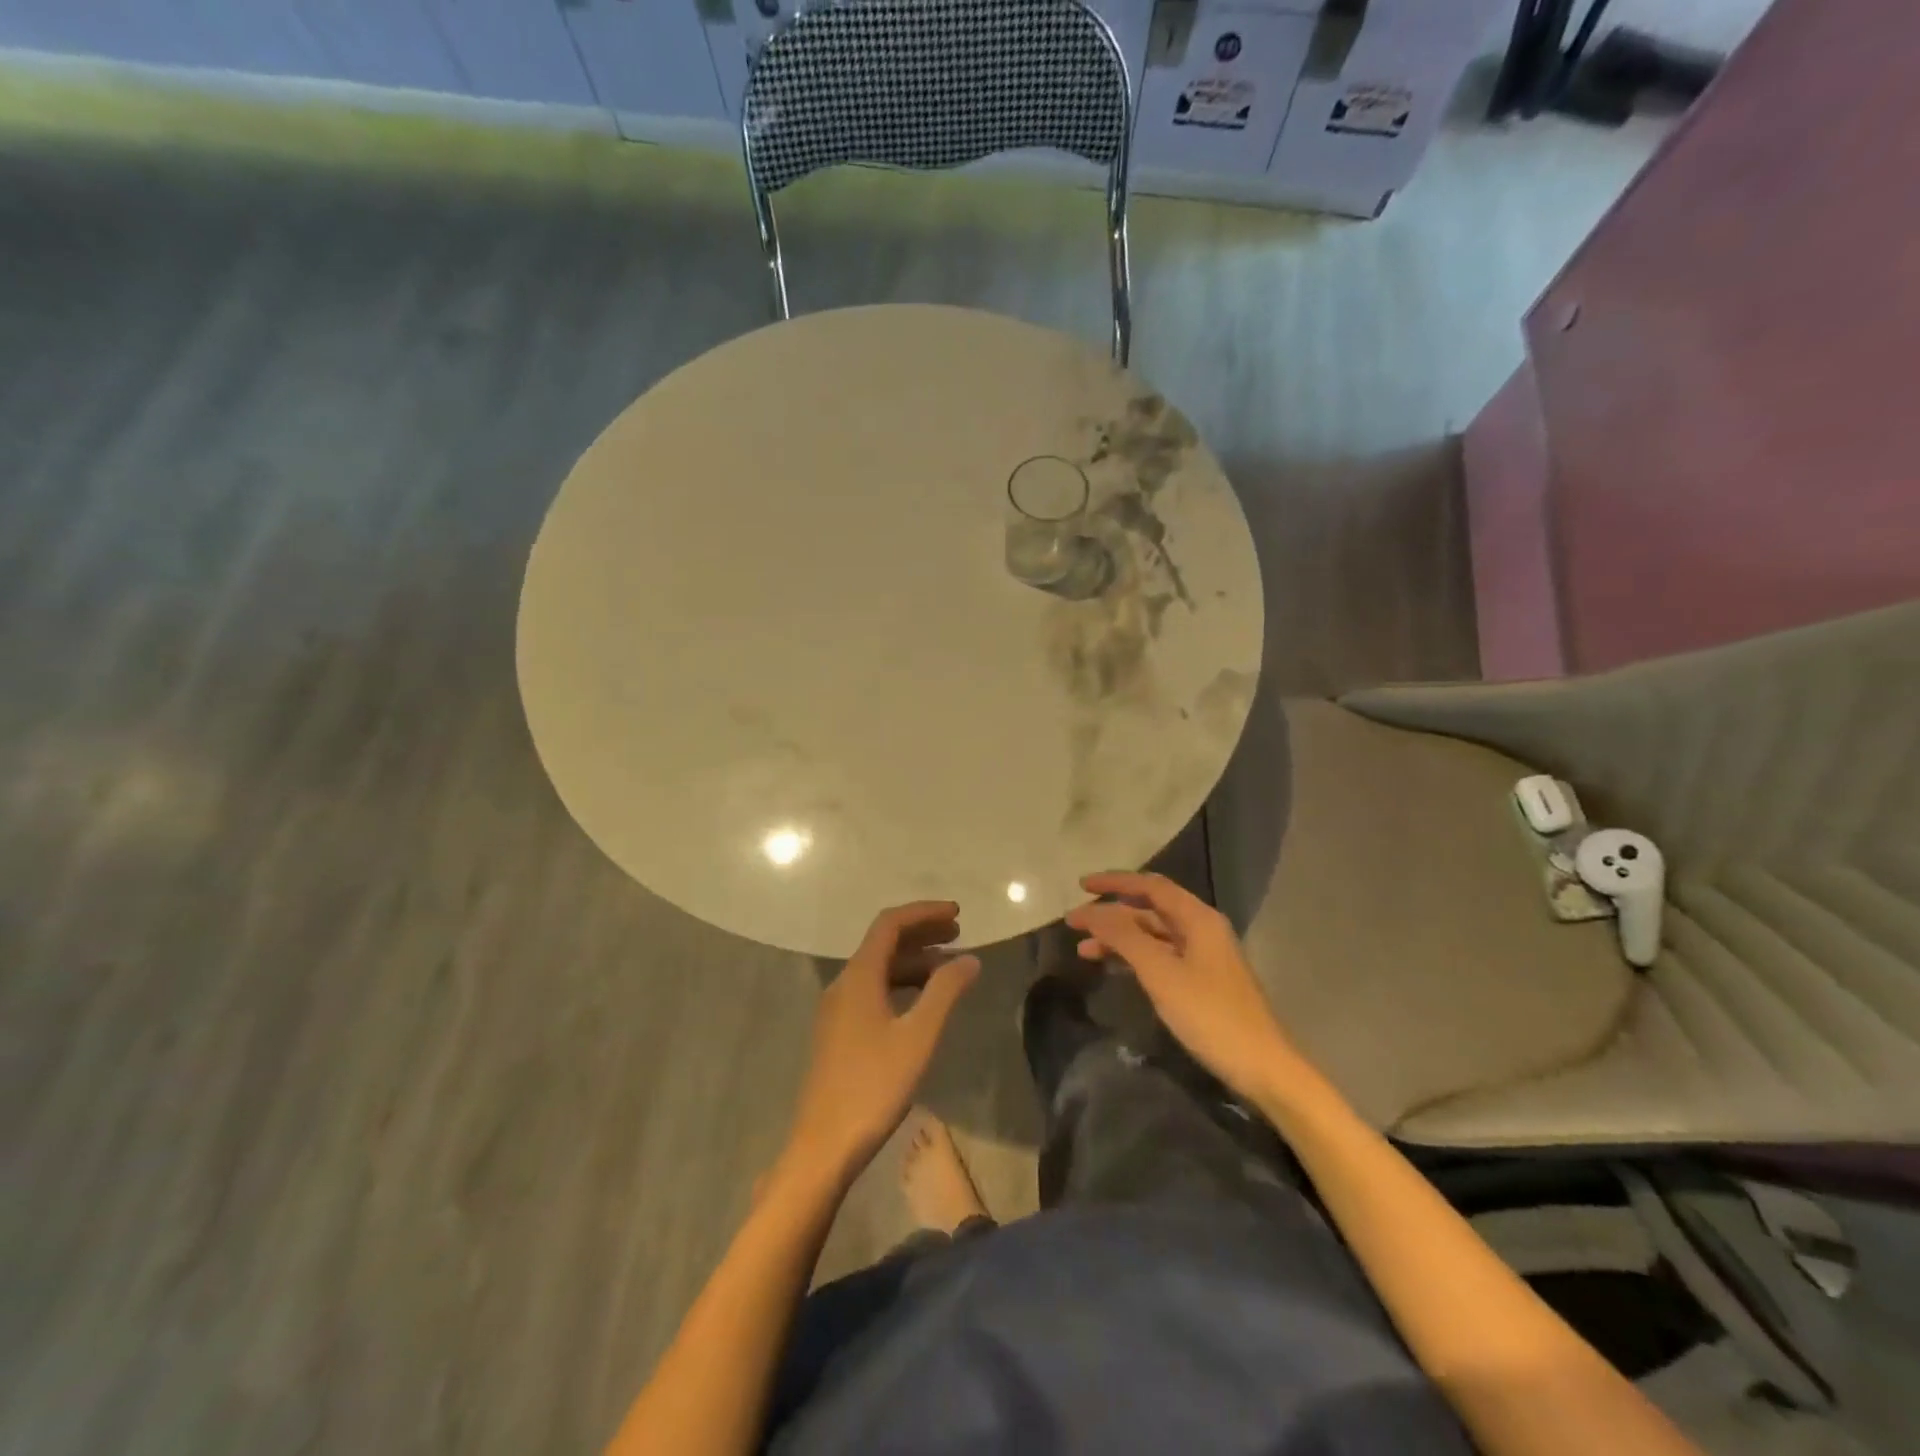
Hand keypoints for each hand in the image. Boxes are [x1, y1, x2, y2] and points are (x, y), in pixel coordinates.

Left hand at [784, 902, 979, 1183]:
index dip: (924, 913)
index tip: (958, 914)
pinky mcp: (839, 1031)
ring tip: (950, 968)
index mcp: (859, 976)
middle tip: (959, 934)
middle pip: (884, 943)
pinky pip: (873, 990)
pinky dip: (901, 984)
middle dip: (922, 933)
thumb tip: (970, 959)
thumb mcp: (918, 1036)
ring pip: (879, 968)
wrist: (824, 1145)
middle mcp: (844, 983)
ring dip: (914, 961)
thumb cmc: (873, 1086)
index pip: (890, 924)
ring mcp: (838, 1008)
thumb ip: (945, 992)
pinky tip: (922, 1001)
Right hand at [1066, 872, 1297, 1104]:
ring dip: (1119, 938)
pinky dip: (1134, 957)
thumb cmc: (1210, 1015)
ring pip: (1153, 935)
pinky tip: (1114, 968)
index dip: (1115, 882)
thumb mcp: (1161, 973)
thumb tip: (1091, 911)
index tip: (1081, 886)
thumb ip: (1123, 937)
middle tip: (1075, 922)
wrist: (1262, 1067)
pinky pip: (1161, 956)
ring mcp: (1204, 957)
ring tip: (1084, 951)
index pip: (1151, 886)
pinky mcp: (1202, 982)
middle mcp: (1202, 929)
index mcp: (1198, 918)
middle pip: (1150, 909)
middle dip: (1111, 913)